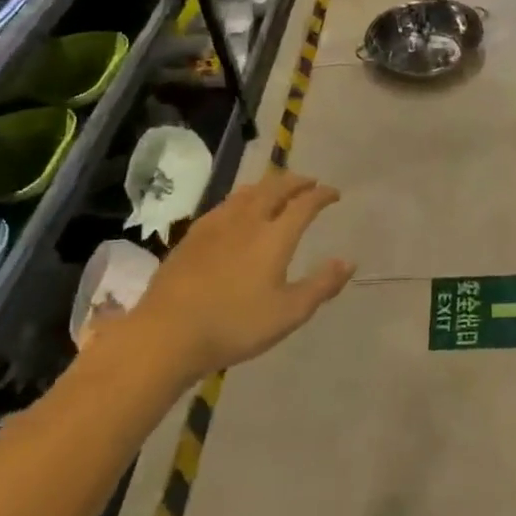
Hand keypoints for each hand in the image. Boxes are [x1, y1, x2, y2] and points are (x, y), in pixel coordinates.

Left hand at [133, 172, 354, 372]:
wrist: (166, 334)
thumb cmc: (234, 325)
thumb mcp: (288, 313)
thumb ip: (321, 286)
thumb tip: (349, 262)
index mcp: (275, 236)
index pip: (305, 203)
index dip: (322, 195)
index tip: (334, 194)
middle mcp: (248, 220)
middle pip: (276, 187)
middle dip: (297, 181)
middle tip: (310, 183)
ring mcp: (217, 224)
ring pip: (249, 191)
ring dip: (270, 185)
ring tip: (279, 189)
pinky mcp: (194, 234)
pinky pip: (226, 203)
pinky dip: (244, 197)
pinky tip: (239, 210)